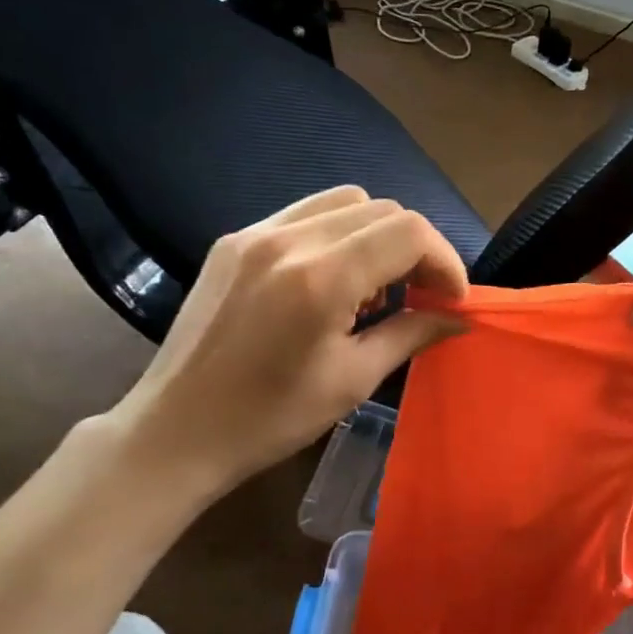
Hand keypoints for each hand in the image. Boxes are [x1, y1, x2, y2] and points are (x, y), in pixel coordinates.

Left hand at [103, 186, 467, 505]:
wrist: (174, 432)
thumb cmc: (269, 419)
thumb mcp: (353, 380)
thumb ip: (412, 334)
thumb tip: (458, 317)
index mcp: (320, 277)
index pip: (409, 232)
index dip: (444, 261)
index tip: (452, 300)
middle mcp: (288, 239)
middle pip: (382, 209)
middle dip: (415, 249)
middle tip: (420, 296)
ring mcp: (255, 233)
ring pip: (345, 202)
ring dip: (377, 236)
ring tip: (374, 289)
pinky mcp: (233, 240)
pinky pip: (305, 214)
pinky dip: (338, 235)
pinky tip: (331, 282)